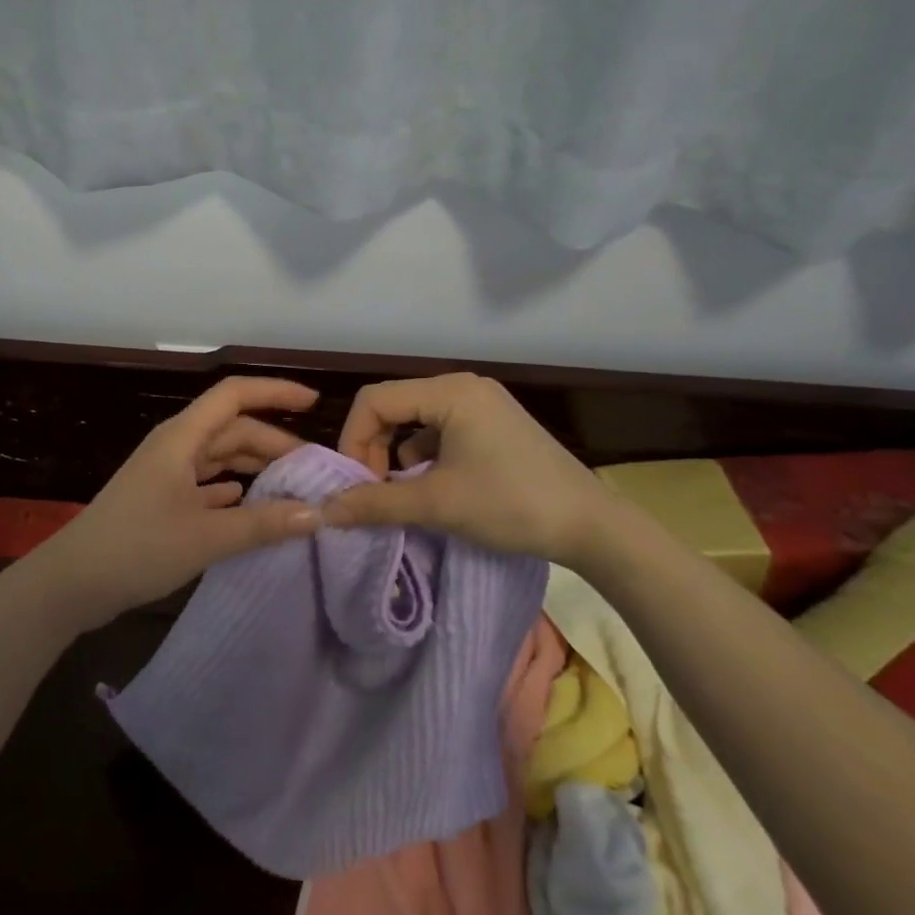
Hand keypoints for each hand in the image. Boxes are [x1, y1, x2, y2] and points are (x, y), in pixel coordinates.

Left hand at [36, 376, 324, 629]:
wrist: (72, 583)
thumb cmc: (138, 547)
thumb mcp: (207, 537)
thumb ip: (263, 523)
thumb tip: (317, 514)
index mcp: (183, 437)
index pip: (235, 394)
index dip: (275, 392)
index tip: (314, 403)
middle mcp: (175, 446)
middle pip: (232, 428)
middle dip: (273, 442)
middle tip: (313, 469)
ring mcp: (165, 472)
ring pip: (219, 455)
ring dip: (253, 465)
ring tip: (291, 485)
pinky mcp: (160, 498)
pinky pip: (205, 481)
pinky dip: (230, 487)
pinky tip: (248, 502)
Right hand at [322, 374, 614, 561]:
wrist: (591, 527)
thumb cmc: (511, 504)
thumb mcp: (437, 504)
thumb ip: (375, 503)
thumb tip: (322, 511)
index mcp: (450, 392)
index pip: (375, 400)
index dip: (353, 440)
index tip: (355, 484)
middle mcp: (464, 387)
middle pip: (394, 407)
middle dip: (374, 448)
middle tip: (374, 491)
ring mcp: (482, 405)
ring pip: (417, 421)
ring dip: (398, 455)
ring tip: (402, 495)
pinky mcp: (493, 426)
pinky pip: (442, 432)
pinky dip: (425, 458)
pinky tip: (432, 489)